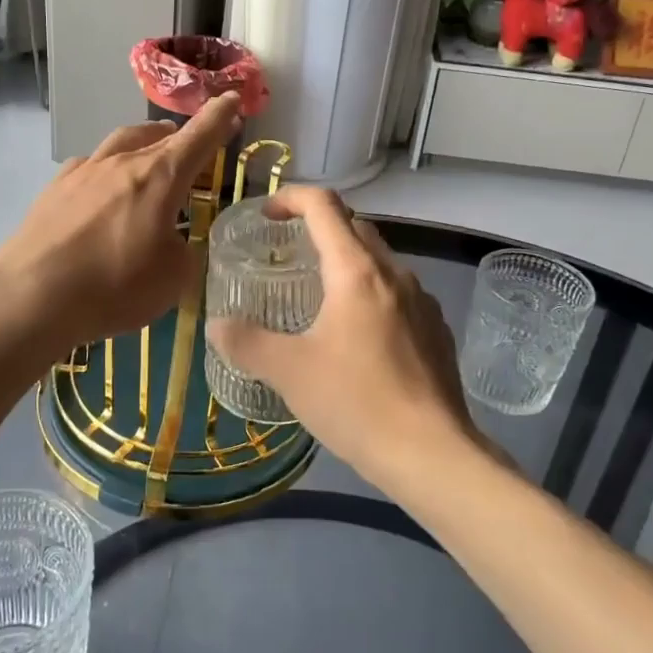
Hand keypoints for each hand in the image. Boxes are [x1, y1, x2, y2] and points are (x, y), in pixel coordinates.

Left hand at [0, 94, 242, 359]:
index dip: (220, 116)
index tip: (233, 98)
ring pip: (122, 142)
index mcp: (160, 176)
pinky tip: (103, 185)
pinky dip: (107, 167)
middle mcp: (122, 162)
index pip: (199, 136)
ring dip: (144, 143)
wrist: (32, 296)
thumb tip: (175, 242)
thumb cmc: (115, 285)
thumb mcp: (173, 278)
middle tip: (195, 145)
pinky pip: (90, 165)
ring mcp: (84, 172)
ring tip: (151, 153)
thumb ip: (185, 252)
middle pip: (160, 136)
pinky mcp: (54, 189)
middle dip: (183, 136)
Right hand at [205, 187, 490, 492]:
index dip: (292, 198)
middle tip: (288, 254)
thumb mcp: (289, 372)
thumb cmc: (356, 403)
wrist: (432, 455)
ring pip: (380, 261)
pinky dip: (371, 294)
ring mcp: (422, 302)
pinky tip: (359, 337)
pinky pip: (399, 294)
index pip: (324, 206)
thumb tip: (216, 325)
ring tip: (320, 297)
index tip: (267, 214)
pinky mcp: (436, 331)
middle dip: (319, 229)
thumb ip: (246, 342)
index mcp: (356, 271)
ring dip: (348, 263)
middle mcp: (394, 274)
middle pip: (355, 227)